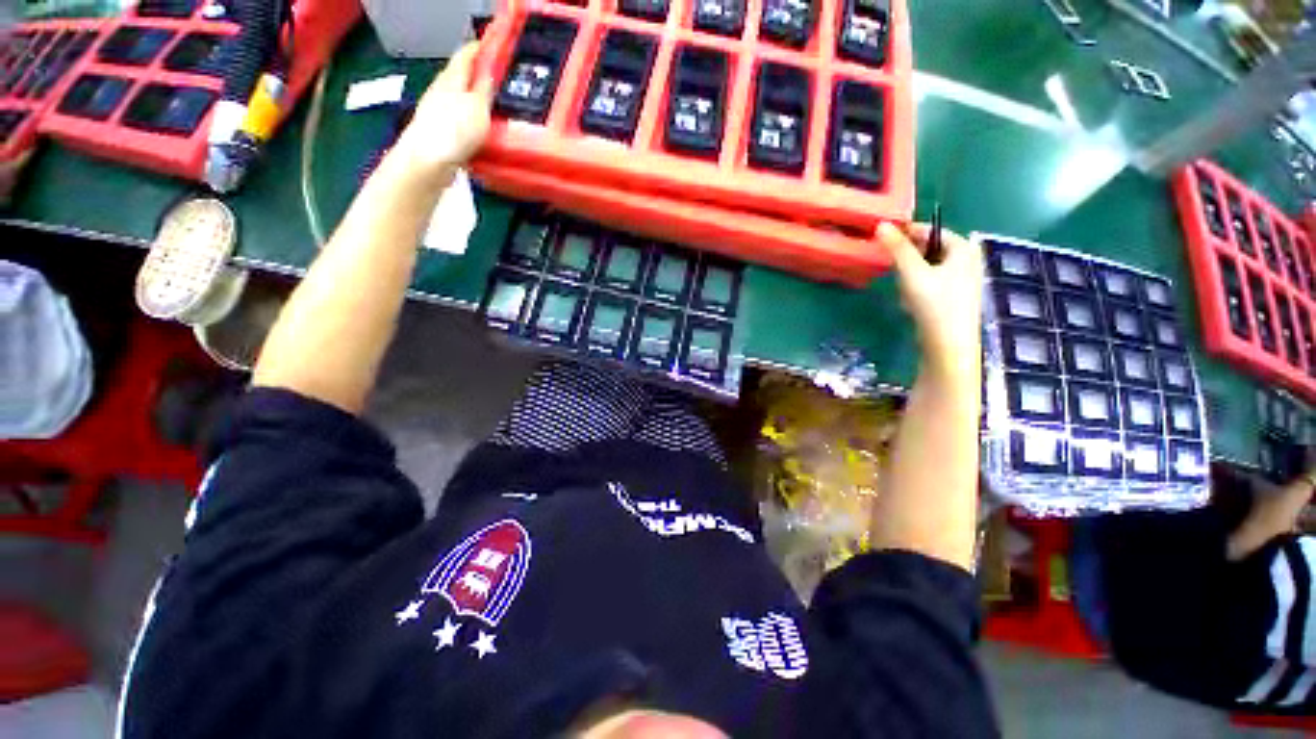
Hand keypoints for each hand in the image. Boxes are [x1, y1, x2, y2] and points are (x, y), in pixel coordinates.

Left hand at [394, 42, 494, 181]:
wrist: (427, 162)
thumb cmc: (453, 131)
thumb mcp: (478, 107)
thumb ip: (485, 89)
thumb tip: (490, 71)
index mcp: (452, 78)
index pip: (466, 54)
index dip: (481, 48)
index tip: (497, 45)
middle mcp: (442, 90)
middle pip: (463, 76)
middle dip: (480, 75)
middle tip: (501, 79)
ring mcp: (439, 111)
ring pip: (461, 98)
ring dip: (476, 99)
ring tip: (495, 106)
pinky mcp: (440, 132)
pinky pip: (460, 119)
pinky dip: (472, 119)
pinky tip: (482, 130)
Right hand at [878, 221, 983, 381]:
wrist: (949, 345)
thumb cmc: (935, 304)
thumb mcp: (912, 273)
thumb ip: (898, 249)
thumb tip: (881, 224)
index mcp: (963, 249)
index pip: (933, 231)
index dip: (909, 233)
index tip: (887, 238)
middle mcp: (968, 261)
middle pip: (930, 251)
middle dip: (909, 260)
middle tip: (894, 269)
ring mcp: (963, 282)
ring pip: (928, 269)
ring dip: (911, 278)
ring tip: (903, 292)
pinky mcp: (955, 299)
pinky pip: (931, 285)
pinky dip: (918, 291)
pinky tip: (911, 305)